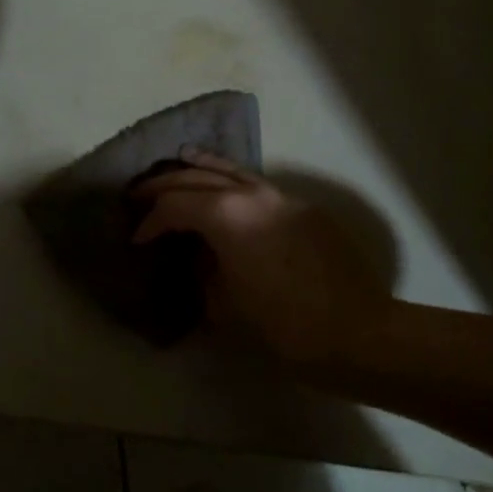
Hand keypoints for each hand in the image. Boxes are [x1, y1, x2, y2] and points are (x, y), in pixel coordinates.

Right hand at [129, 149, 391, 365]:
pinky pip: (258, 185)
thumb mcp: (225, 306)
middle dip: (164, 185)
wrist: (356, 331)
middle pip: (198, 177)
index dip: (150, 221)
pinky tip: (226, 188)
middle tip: (138, 195)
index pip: (175, 206)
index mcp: (227, 216)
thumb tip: (199, 256)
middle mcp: (252, 194)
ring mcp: (282, 196)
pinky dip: (233, 181)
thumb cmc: (284, 326)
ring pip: (232, 170)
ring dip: (200, 167)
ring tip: (178, 160)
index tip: (136, 239)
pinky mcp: (303, 208)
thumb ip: (203, 272)